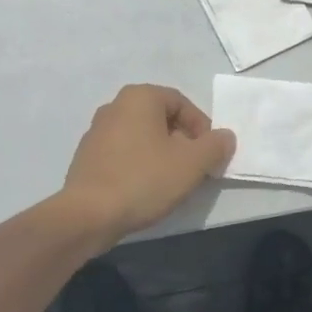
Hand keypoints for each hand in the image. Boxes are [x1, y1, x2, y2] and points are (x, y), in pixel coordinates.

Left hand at [62, 84, 234, 239]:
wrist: (88, 214)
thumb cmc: (144, 179)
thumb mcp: (191, 163)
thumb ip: (215, 146)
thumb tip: (225, 137)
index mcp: (139, 97)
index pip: (182, 103)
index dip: (202, 128)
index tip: (210, 156)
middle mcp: (115, 106)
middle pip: (161, 119)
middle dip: (183, 142)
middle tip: (195, 170)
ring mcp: (97, 131)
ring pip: (142, 137)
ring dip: (162, 155)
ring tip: (172, 183)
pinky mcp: (87, 156)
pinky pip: (123, 153)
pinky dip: (139, 165)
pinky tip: (145, 190)